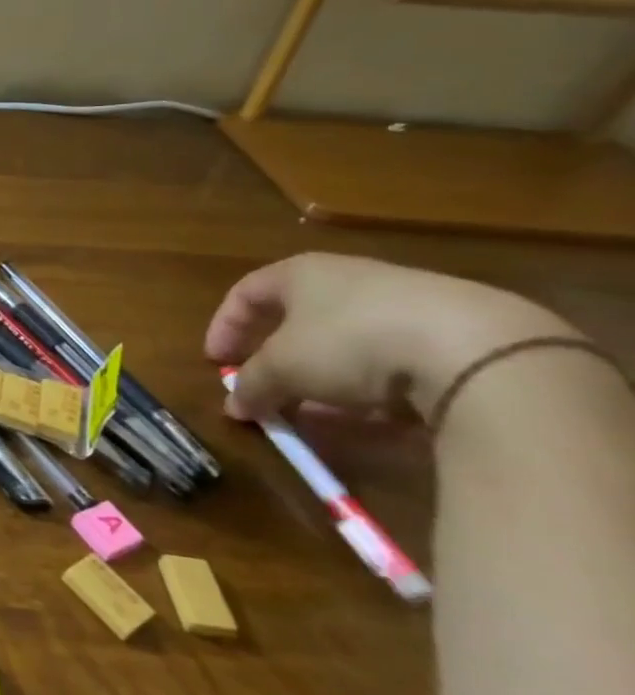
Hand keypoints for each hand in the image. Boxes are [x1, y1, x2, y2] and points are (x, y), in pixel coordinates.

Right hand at [205, 254, 570, 424]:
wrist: (479, 351)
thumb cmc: (350, 341)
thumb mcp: (282, 367)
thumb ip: (252, 385)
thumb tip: (235, 404)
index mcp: (301, 273)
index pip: (246, 293)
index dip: (224, 327)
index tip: (216, 363)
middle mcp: (349, 281)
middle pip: (298, 321)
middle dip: (277, 361)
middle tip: (264, 391)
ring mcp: (405, 307)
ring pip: (346, 347)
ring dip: (323, 383)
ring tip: (314, 419)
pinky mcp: (452, 339)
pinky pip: (393, 367)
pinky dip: (371, 394)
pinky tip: (367, 421)